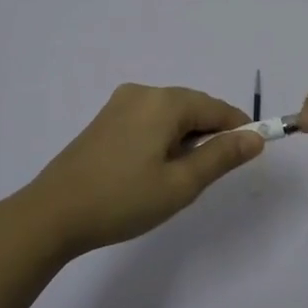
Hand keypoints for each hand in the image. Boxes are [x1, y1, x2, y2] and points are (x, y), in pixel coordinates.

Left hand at [17, 84, 263, 259]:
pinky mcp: (105, 120)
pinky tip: (154, 169)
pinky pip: (149, 120)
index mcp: (164, 102)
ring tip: (180, 178)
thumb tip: (256, 137)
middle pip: (193, 107)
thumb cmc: (122, 200)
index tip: (250, 156)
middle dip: (210, 135)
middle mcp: (143, 93)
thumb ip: (221, 157)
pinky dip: (163, 139)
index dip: (239, 130)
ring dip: (186, 139)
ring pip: (170, 115)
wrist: (52, 214)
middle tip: (211, 176)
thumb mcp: (181, 184)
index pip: (217, 108)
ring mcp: (119, 104)